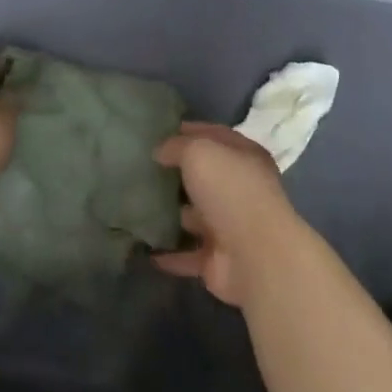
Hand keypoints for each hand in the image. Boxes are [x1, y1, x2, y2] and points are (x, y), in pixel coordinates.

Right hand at [152, 123, 301, 306]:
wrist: (255, 256)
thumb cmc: (230, 191)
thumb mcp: (200, 152)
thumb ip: (178, 146)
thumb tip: (161, 152)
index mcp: (245, 157)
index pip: (215, 136)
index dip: (188, 131)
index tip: (158, 133)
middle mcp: (241, 190)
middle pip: (205, 177)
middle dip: (176, 174)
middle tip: (142, 169)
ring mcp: (230, 227)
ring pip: (195, 216)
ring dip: (172, 215)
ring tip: (136, 207)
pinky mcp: (218, 259)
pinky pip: (187, 254)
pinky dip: (169, 254)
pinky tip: (146, 249)